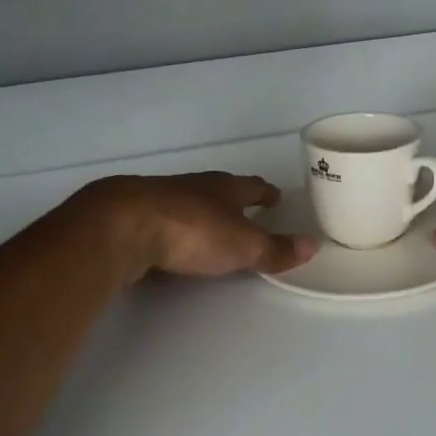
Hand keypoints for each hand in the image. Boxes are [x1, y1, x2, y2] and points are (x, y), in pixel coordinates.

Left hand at [78, 173, 316, 283]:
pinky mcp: (132, 216)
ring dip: (201, 212)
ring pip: (188, 202)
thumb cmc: (192, 230)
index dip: (265, 193)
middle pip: (219, 190)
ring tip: (210, 226)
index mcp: (224, 188)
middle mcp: (194, 187)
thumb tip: (313, 245)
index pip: (252, 187)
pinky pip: (161, 219)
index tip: (276, 196)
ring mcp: (160, 198)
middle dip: (233, 200)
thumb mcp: (242, 245)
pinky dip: (172, 228)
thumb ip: (275, 249)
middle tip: (246, 210)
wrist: (122, 226)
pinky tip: (170, 240)